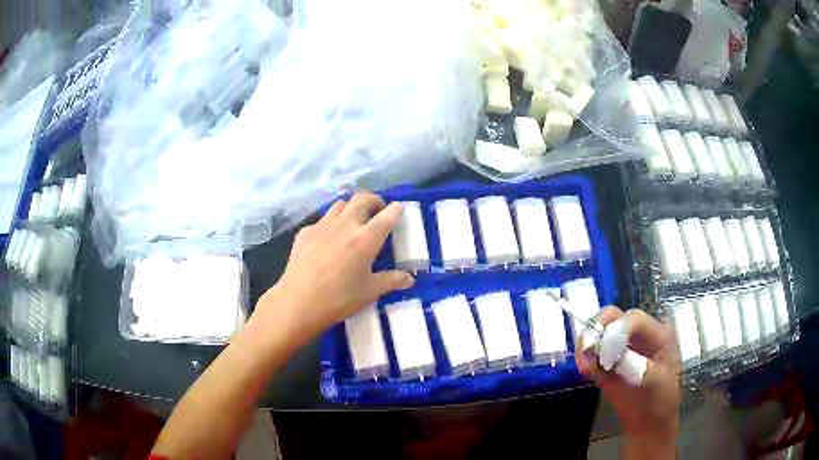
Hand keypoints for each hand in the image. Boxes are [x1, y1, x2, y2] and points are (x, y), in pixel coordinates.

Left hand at [258, 192, 413, 340]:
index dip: (396, 209)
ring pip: (340, 204)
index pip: (387, 215)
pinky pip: (321, 220)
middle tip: (378, 212)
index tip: (400, 209)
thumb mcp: (370, 292)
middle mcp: (345, 224)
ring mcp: (322, 225)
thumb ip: (391, 281)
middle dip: (374, 200)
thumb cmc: (339, 299)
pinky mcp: (305, 232)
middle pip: (362, 198)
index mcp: (366, 238)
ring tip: (353, 221)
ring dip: (351, 208)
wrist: (298, 302)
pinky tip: (327, 240)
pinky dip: (330, 224)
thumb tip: (410, 279)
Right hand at [576, 308, 680, 451]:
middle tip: (587, 347)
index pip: (635, 319)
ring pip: (599, 333)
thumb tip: (613, 356)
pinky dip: (585, 358)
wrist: (650, 425)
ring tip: (584, 365)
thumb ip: (637, 368)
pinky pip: (592, 354)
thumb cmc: (661, 401)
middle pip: (614, 317)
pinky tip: (585, 370)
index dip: (618, 329)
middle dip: (598, 328)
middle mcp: (638, 336)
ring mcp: (621, 350)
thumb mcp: (656, 384)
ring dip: (588, 344)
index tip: (607, 353)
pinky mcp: (607, 365)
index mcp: (656, 335)